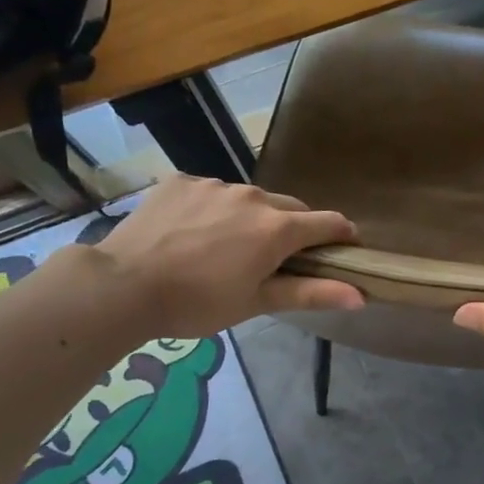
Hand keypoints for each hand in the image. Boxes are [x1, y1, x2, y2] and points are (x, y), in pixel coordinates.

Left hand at [95, 176, 363, 336]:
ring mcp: (215, 184)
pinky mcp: (182, 180)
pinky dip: (216, 210)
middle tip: (279, 258)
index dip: (342, 236)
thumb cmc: (198, 303)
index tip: (343, 251)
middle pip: (291, 208)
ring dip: (253, 218)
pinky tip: (195, 234)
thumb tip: (362, 296)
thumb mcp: (257, 302)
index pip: (329, 222)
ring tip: (228, 247)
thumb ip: (312, 293)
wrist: (121, 285)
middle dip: (295, 229)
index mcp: (277, 228)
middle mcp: (253, 196)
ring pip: (251, 199)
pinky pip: (213, 192)